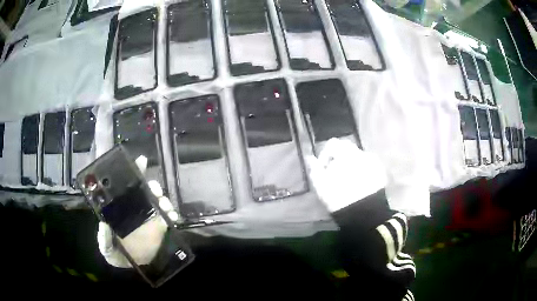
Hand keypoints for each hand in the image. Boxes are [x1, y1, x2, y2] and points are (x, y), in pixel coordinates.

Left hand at [97, 155, 178, 267]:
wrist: (133, 266)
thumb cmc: (116, 253)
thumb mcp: (107, 248)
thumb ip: (104, 239)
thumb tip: (104, 225)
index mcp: (121, 208)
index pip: (126, 186)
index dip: (134, 172)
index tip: (141, 162)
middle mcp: (135, 208)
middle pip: (146, 190)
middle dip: (151, 186)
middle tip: (153, 191)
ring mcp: (149, 216)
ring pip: (158, 200)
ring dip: (163, 199)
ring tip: (164, 205)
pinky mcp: (160, 227)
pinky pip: (169, 216)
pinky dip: (172, 214)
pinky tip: (173, 217)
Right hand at [306, 138, 386, 211]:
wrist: (364, 213)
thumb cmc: (339, 197)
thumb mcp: (321, 185)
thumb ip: (314, 168)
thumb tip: (310, 157)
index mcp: (345, 153)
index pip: (332, 144)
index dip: (324, 155)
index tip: (322, 169)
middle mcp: (361, 153)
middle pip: (347, 149)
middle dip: (339, 159)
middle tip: (334, 175)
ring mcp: (373, 162)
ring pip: (358, 158)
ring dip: (351, 165)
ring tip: (348, 182)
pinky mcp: (381, 173)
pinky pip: (369, 167)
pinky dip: (363, 172)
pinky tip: (359, 185)